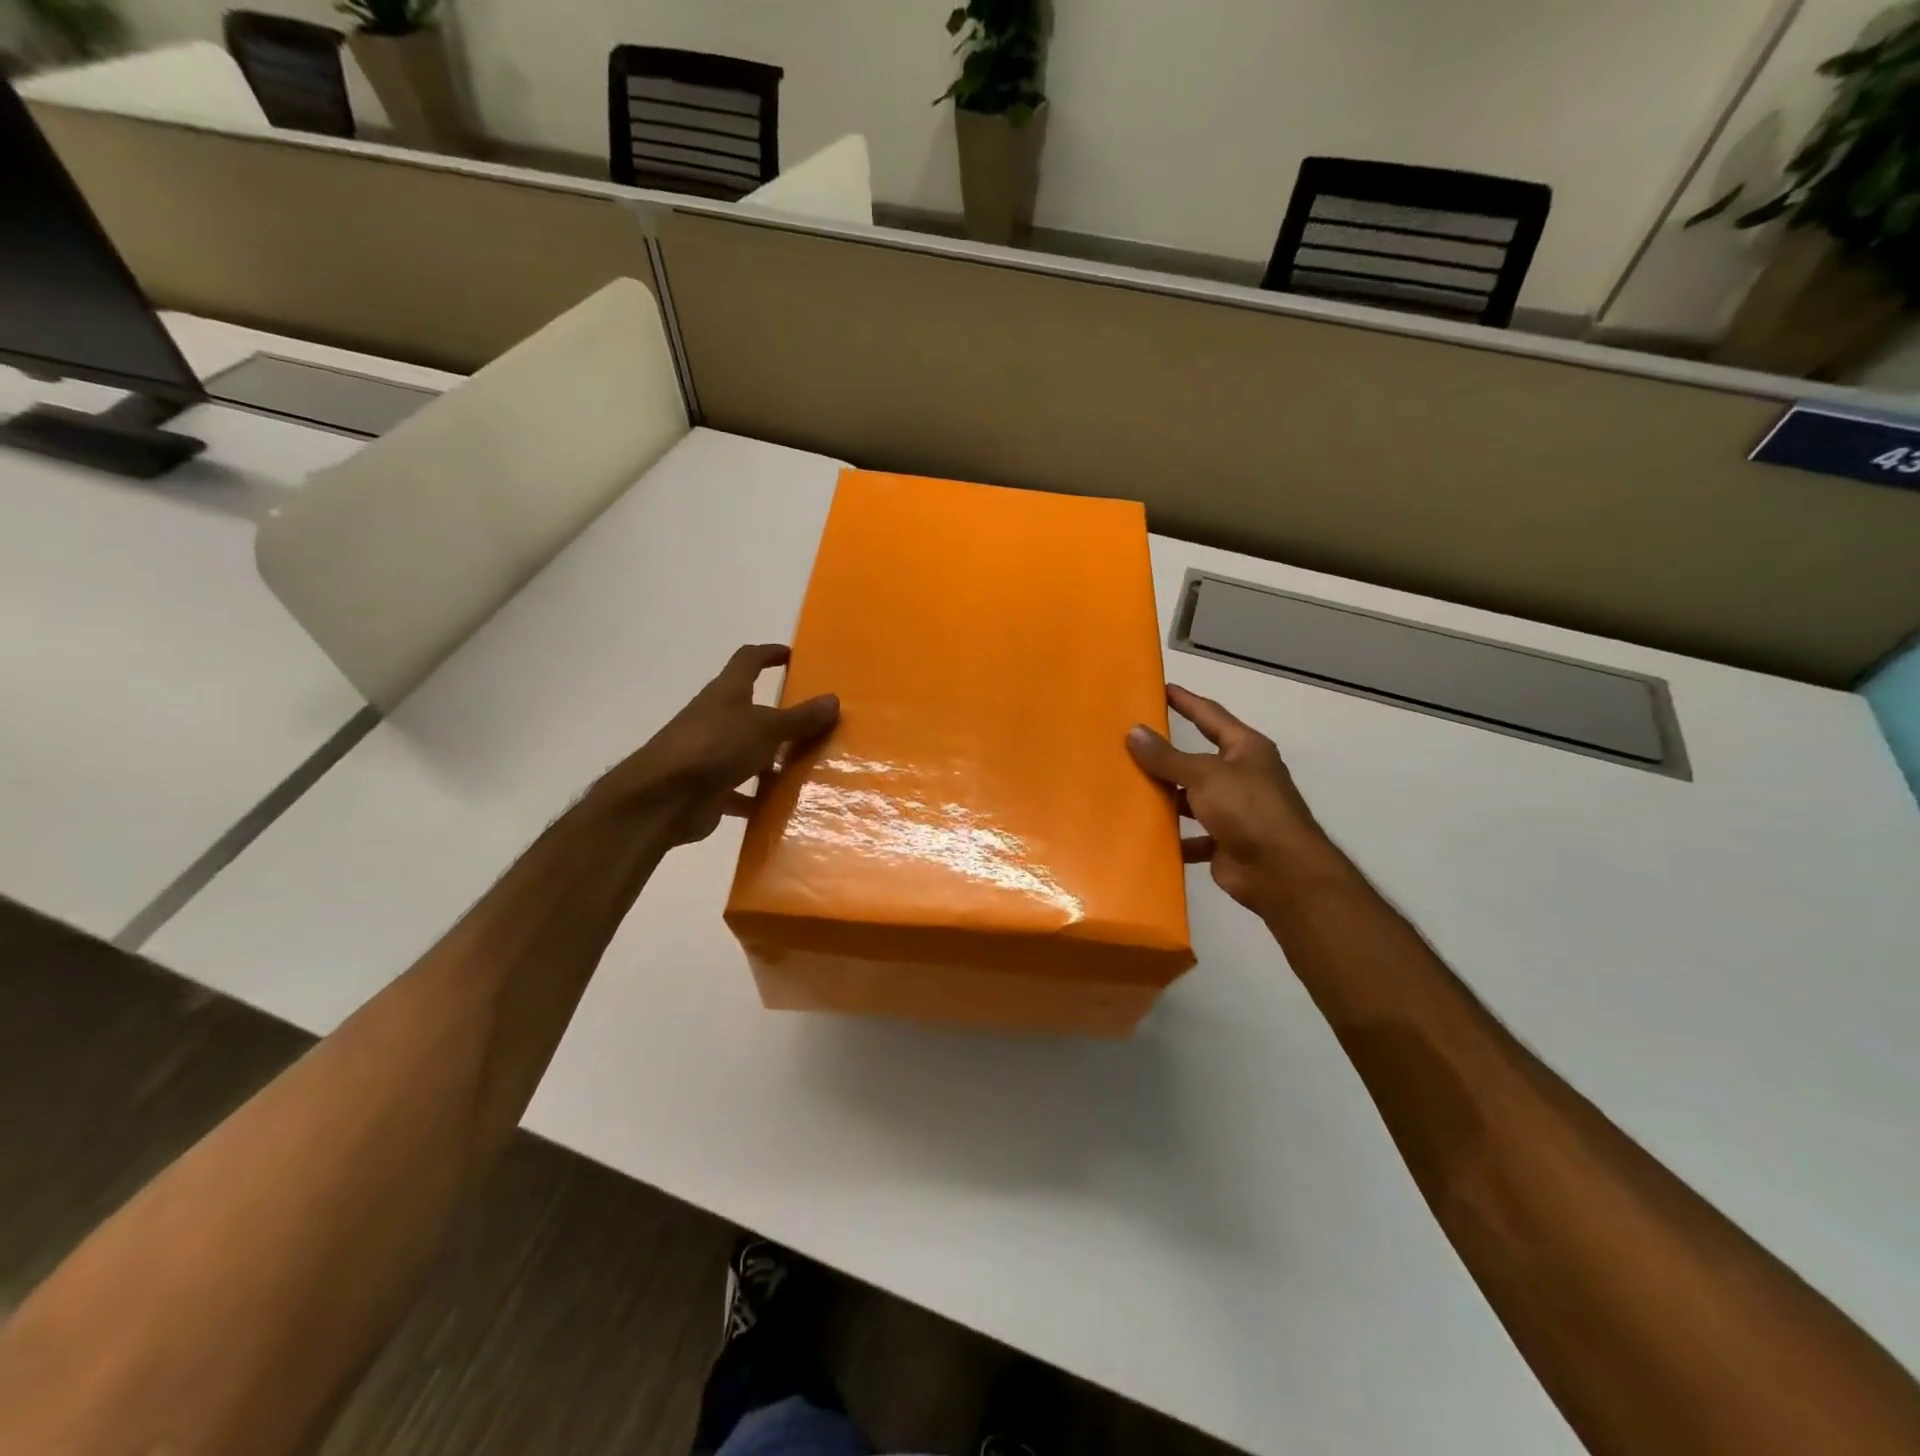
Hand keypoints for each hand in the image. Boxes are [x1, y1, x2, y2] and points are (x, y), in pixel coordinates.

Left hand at [597, 644, 838, 847]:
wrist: (663, 798)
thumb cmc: (715, 747)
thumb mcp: (766, 728)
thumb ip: (800, 718)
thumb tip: (834, 699)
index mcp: (727, 693)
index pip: (748, 660)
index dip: (769, 654)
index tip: (792, 655)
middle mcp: (717, 718)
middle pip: (751, 709)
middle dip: (780, 715)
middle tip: (815, 722)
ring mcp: (710, 754)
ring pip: (748, 751)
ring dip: (773, 758)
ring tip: (809, 766)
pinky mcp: (708, 788)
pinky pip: (741, 790)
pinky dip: (759, 797)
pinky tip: (784, 806)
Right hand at [1126, 684, 1333, 918]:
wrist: (1281, 872)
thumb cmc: (1248, 809)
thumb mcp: (1204, 775)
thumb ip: (1167, 757)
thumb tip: (1134, 732)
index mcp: (1245, 749)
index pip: (1210, 715)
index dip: (1186, 701)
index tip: (1161, 688)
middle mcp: (1242, 776)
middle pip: (1198, 760)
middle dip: (1167, 755)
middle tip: (1128, 743)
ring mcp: (1234, 812)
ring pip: (1192, 799)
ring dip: (1166, 797)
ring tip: (1127, 788)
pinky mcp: (1224, 843)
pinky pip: (1191, 835)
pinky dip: (1172, 837)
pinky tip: (1144, 834)